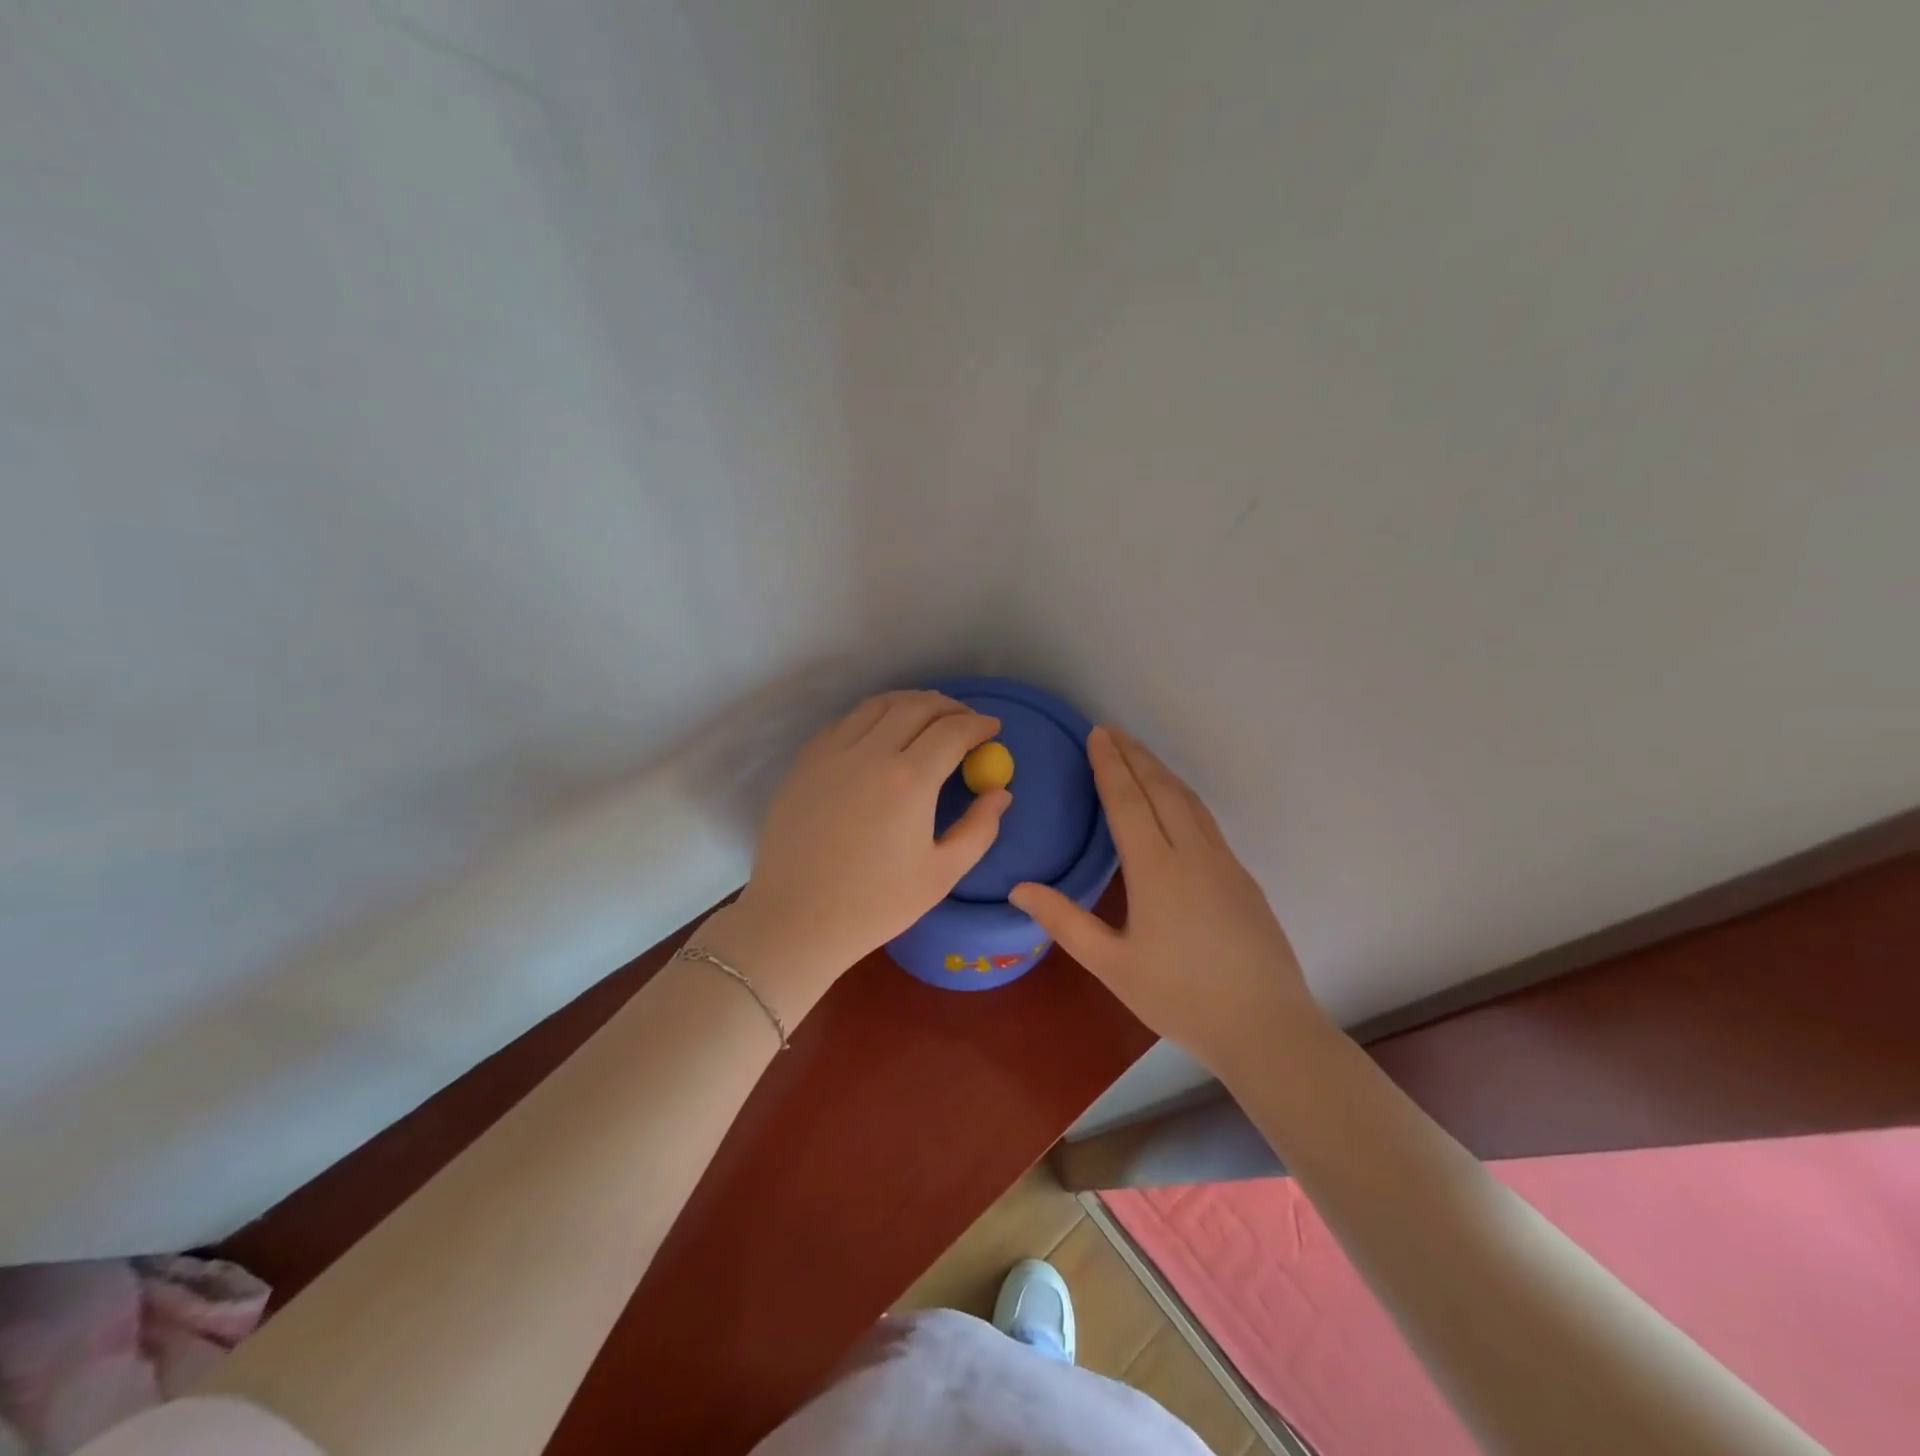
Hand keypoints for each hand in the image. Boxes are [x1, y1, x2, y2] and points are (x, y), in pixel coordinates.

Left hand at [704, 691, 1011, 1014]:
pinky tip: (879, 732)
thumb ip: (979, 829)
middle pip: (917, 706)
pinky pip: (844, 722)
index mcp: (910, 779)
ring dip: (910, 702)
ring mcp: (832, 753)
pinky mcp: (805, 762)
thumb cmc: (875, 905)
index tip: (993, 728)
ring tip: (927, 715)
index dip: (979, 725)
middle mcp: (871, 752)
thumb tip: (1000, 792)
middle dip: (950, 706)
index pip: (953, 731)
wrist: (795, 919)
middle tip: (965, 720)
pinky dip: (872, 716)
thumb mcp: (942, 874)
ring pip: (878, 705)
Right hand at [1009, 726, 1325, 1076]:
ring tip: (1139, 754)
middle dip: (1134, 755)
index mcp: (1156, 869)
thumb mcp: (1111, 965)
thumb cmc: (1180, 998)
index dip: (1110, 765)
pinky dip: (1183, 796)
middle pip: (1160, 789)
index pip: (1128, 801)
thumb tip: (1018, 888)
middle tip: (1111, 730)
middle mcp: (1192, 853)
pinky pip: (1206, 820)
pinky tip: (1178, 803)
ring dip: (1161, 771)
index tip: (1097, 734)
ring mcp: (1224, 863)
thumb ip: (1064, 922)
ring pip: (1189, 801)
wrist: (1266, 1027)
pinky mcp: (1242, 878)